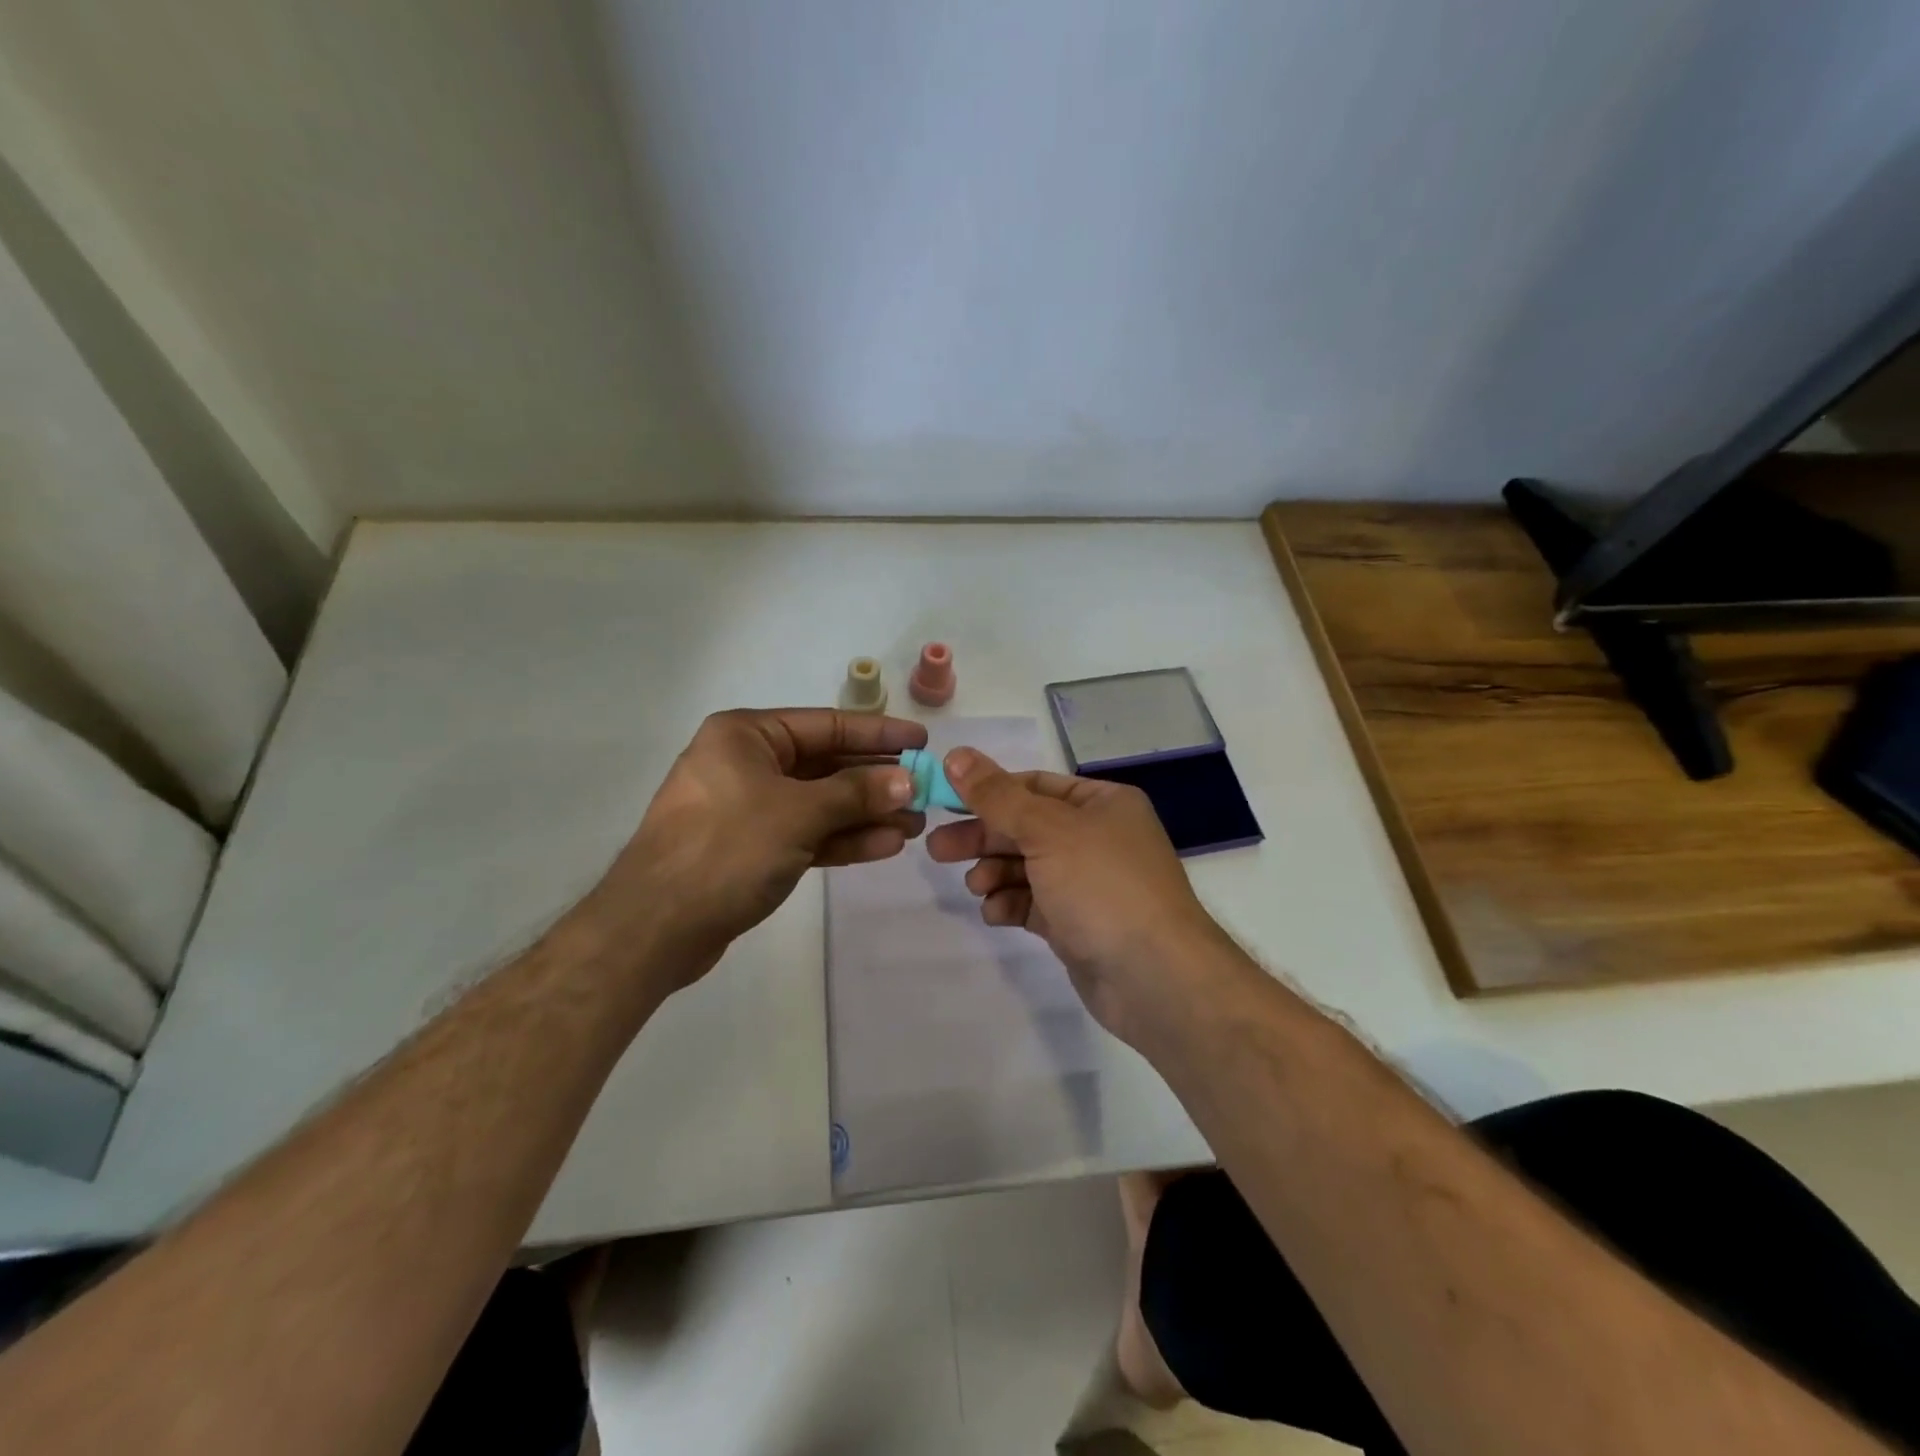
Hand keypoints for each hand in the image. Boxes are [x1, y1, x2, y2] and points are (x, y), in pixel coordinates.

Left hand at [580, 709, 927, 984]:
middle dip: (876, 780)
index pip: (826, 725)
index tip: (922, 740)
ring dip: (866, 813)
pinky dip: (842, 838)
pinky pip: (806, 833)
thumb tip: (906, 780)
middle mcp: (747, 763)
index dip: (878, 733)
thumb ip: (856, 793)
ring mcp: (748, 808)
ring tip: (915, 824)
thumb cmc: (726, 849)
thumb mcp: (798, 813)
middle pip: (826, 765)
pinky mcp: (751, 848)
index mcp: (746, 735)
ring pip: (820, 803)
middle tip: (925, 791)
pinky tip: (884, 845)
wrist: (656, 927)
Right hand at [925, 748, 1229, 1042]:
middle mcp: (1097, 837)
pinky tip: (996, 913)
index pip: (1034, 786)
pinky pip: (1034, 903)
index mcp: (1102, 803)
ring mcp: (1088, 883)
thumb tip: (956, 755)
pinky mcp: (1077, 923)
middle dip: (983, 838)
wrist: (1154, 978)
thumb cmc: (1103, 886)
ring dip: (995, 873)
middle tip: (937, 850)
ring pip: (1026, 867)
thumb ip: (997, 796)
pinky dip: (1012, 904)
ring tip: (976, 887)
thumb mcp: (1046, 830)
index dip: (988, 792)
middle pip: (1025, 827)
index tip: (945, 803)